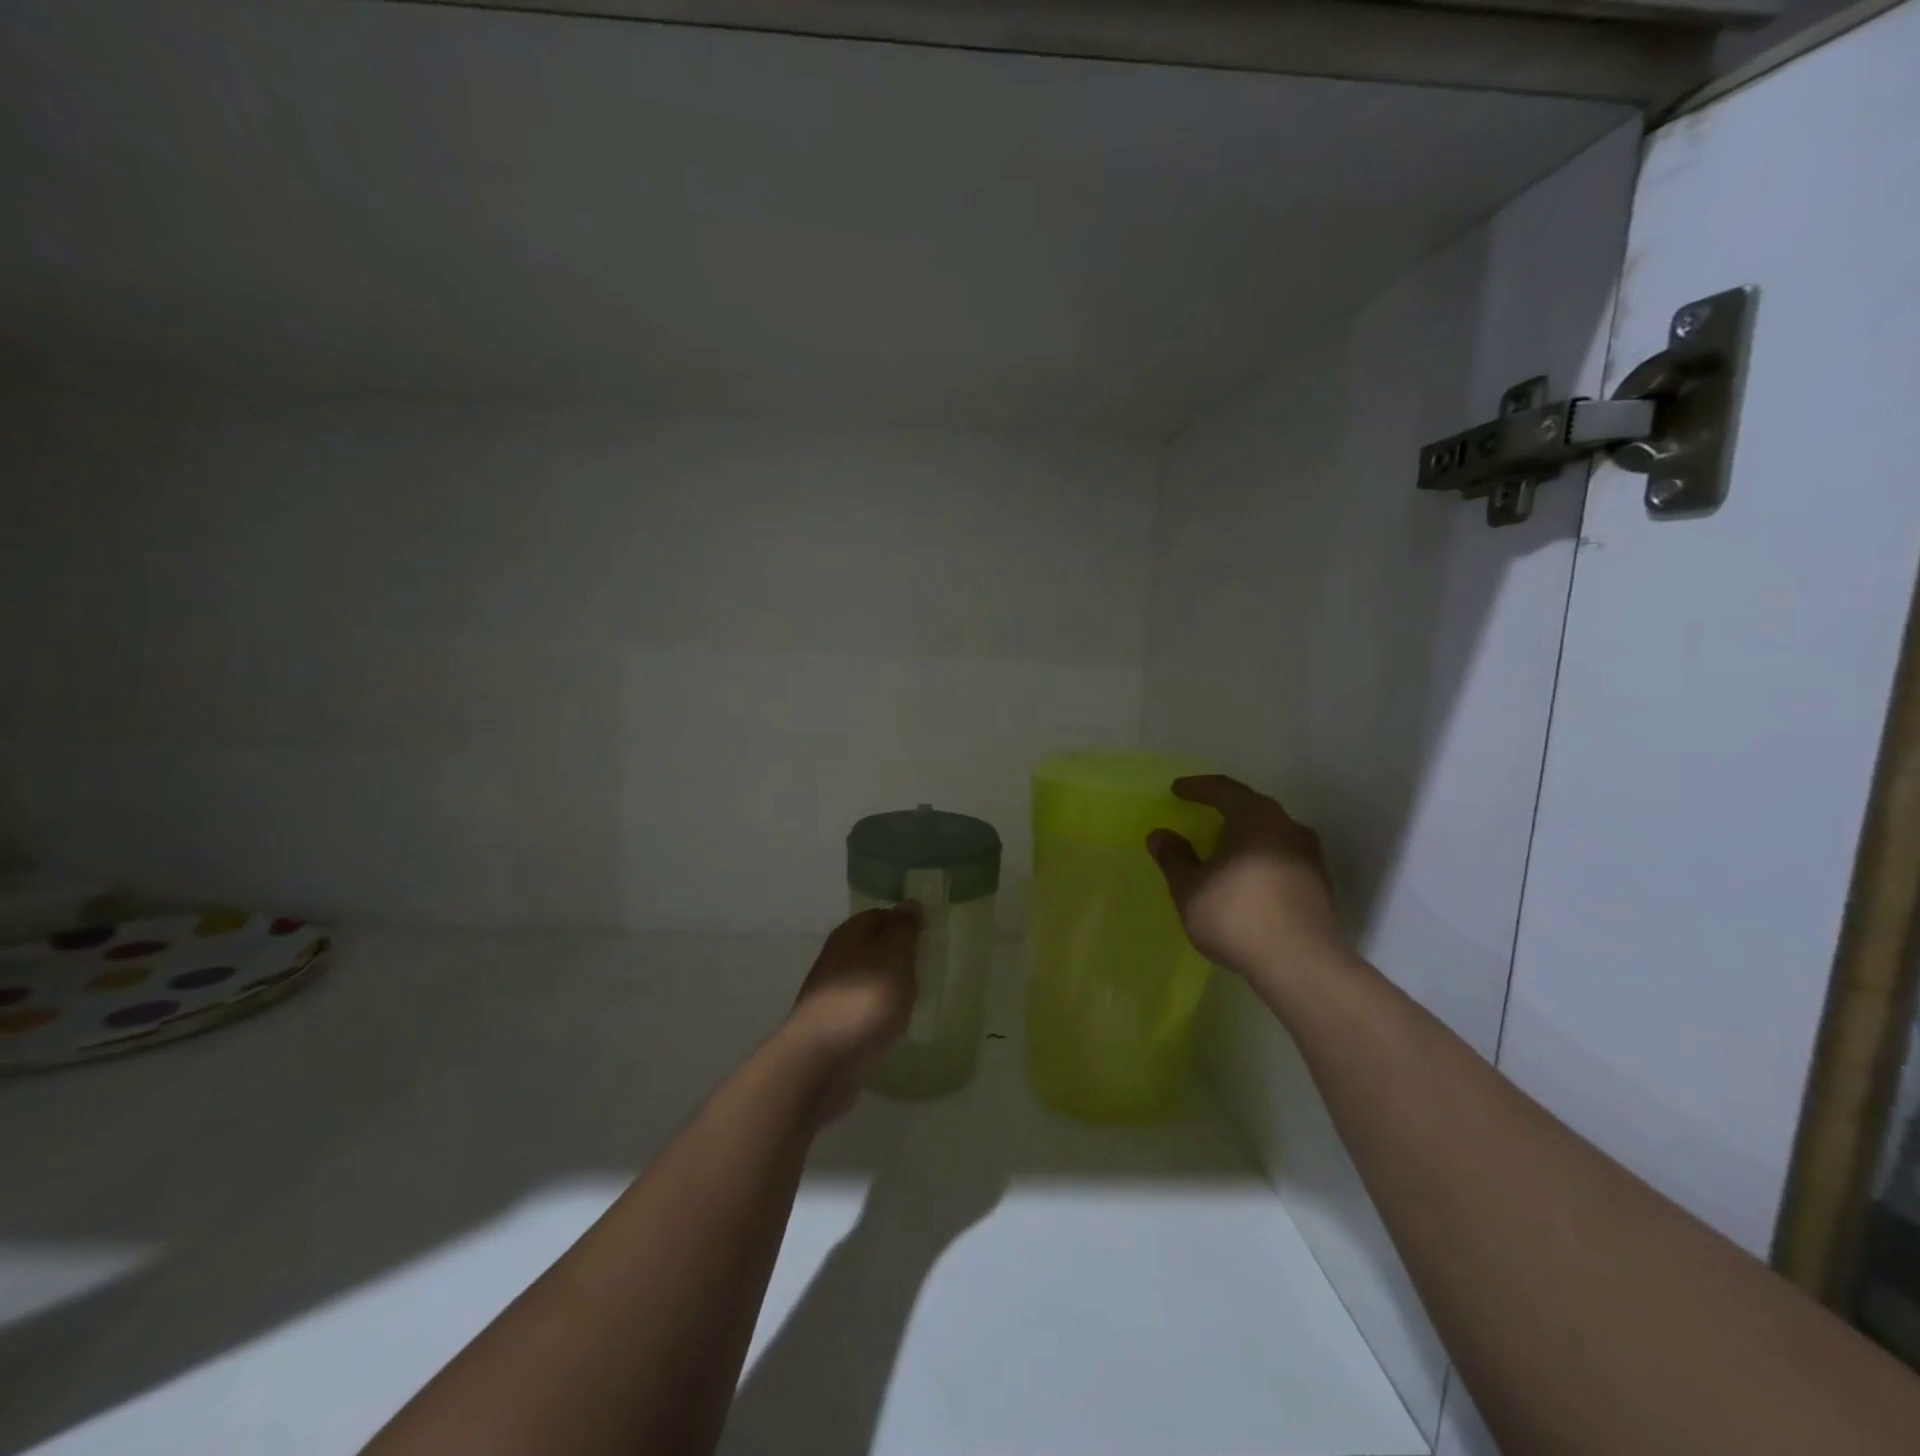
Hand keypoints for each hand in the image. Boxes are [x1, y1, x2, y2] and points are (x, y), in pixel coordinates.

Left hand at [784, 905, 921, 1081]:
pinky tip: (892, 1023)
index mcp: (850, 934)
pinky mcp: (830, 1024)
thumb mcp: (894, 957)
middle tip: (926, 968)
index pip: (881, 914)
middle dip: (897, 954)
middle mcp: (836, 957)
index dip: (905, 922)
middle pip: (872, 946)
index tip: (929, 936)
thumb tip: (909, 903)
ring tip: (914, 997)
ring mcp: (830, 992)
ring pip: (866, 977)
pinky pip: (861, 1007)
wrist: (819, 1061)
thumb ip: (904, 929)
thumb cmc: (863, 1001)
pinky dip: (877, 1011)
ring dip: (887, 984)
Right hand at [1146, 775, 1347, 984]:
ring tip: (1225, 846)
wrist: (1302, 964)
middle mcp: (1288, 828)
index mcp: (1256, 818)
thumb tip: (1160, 835)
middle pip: (1253, 807)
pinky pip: (1283, 857)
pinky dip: (1261, 858)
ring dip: (1247, 835)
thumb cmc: (1238, 916)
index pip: (1224, 789)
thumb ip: (1174, 858)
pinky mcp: (1319, 885)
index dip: (1198, 787)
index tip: (1177, 790)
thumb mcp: (1190, 888)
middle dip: (1226, 808)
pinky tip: (1248, 877)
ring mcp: (1309, 857)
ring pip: (1272, 833)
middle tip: (1202, 813)